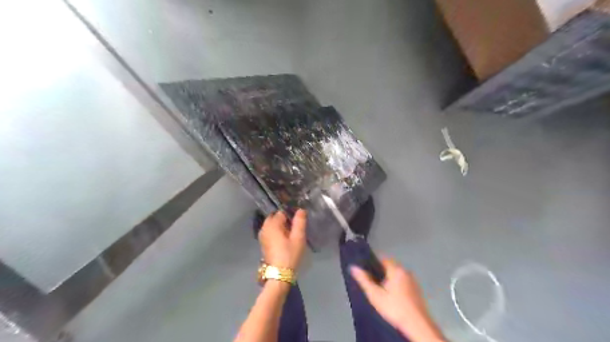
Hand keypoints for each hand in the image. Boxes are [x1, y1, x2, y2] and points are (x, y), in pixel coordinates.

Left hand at [259, 210, 306, 271]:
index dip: (291, 214)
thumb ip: (300, 222)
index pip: (282, 212)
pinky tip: (284, 239)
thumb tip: (301, 209)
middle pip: (275, 217)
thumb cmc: (290, 254)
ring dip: (281, 225)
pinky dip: (276, 231)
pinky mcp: (263, 242)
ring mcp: (262, 235)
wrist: (279, 274)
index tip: (298, 221)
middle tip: (295, 227)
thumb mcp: (298, 237)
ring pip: (272, 224)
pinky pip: (270, 231)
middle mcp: (264, 227)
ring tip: (291, 233)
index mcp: (272, 224)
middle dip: (284, 219)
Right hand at [351, 258, 446, 339]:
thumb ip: (364, 280)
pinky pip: (403, 282)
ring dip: (389, 279)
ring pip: (397, 275)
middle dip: (380, 272)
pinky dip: (396, 286)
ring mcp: (413, 281)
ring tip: (380, 291)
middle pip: (390, 266)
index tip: (365, 270)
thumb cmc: (394, 308)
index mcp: (396, 269)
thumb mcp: (375, 295)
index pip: (382, 259)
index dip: (373, 263)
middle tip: (371, 282)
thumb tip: (353, 267)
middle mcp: (405, 271)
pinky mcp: (417, 290)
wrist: (417, 325)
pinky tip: (392, 297)